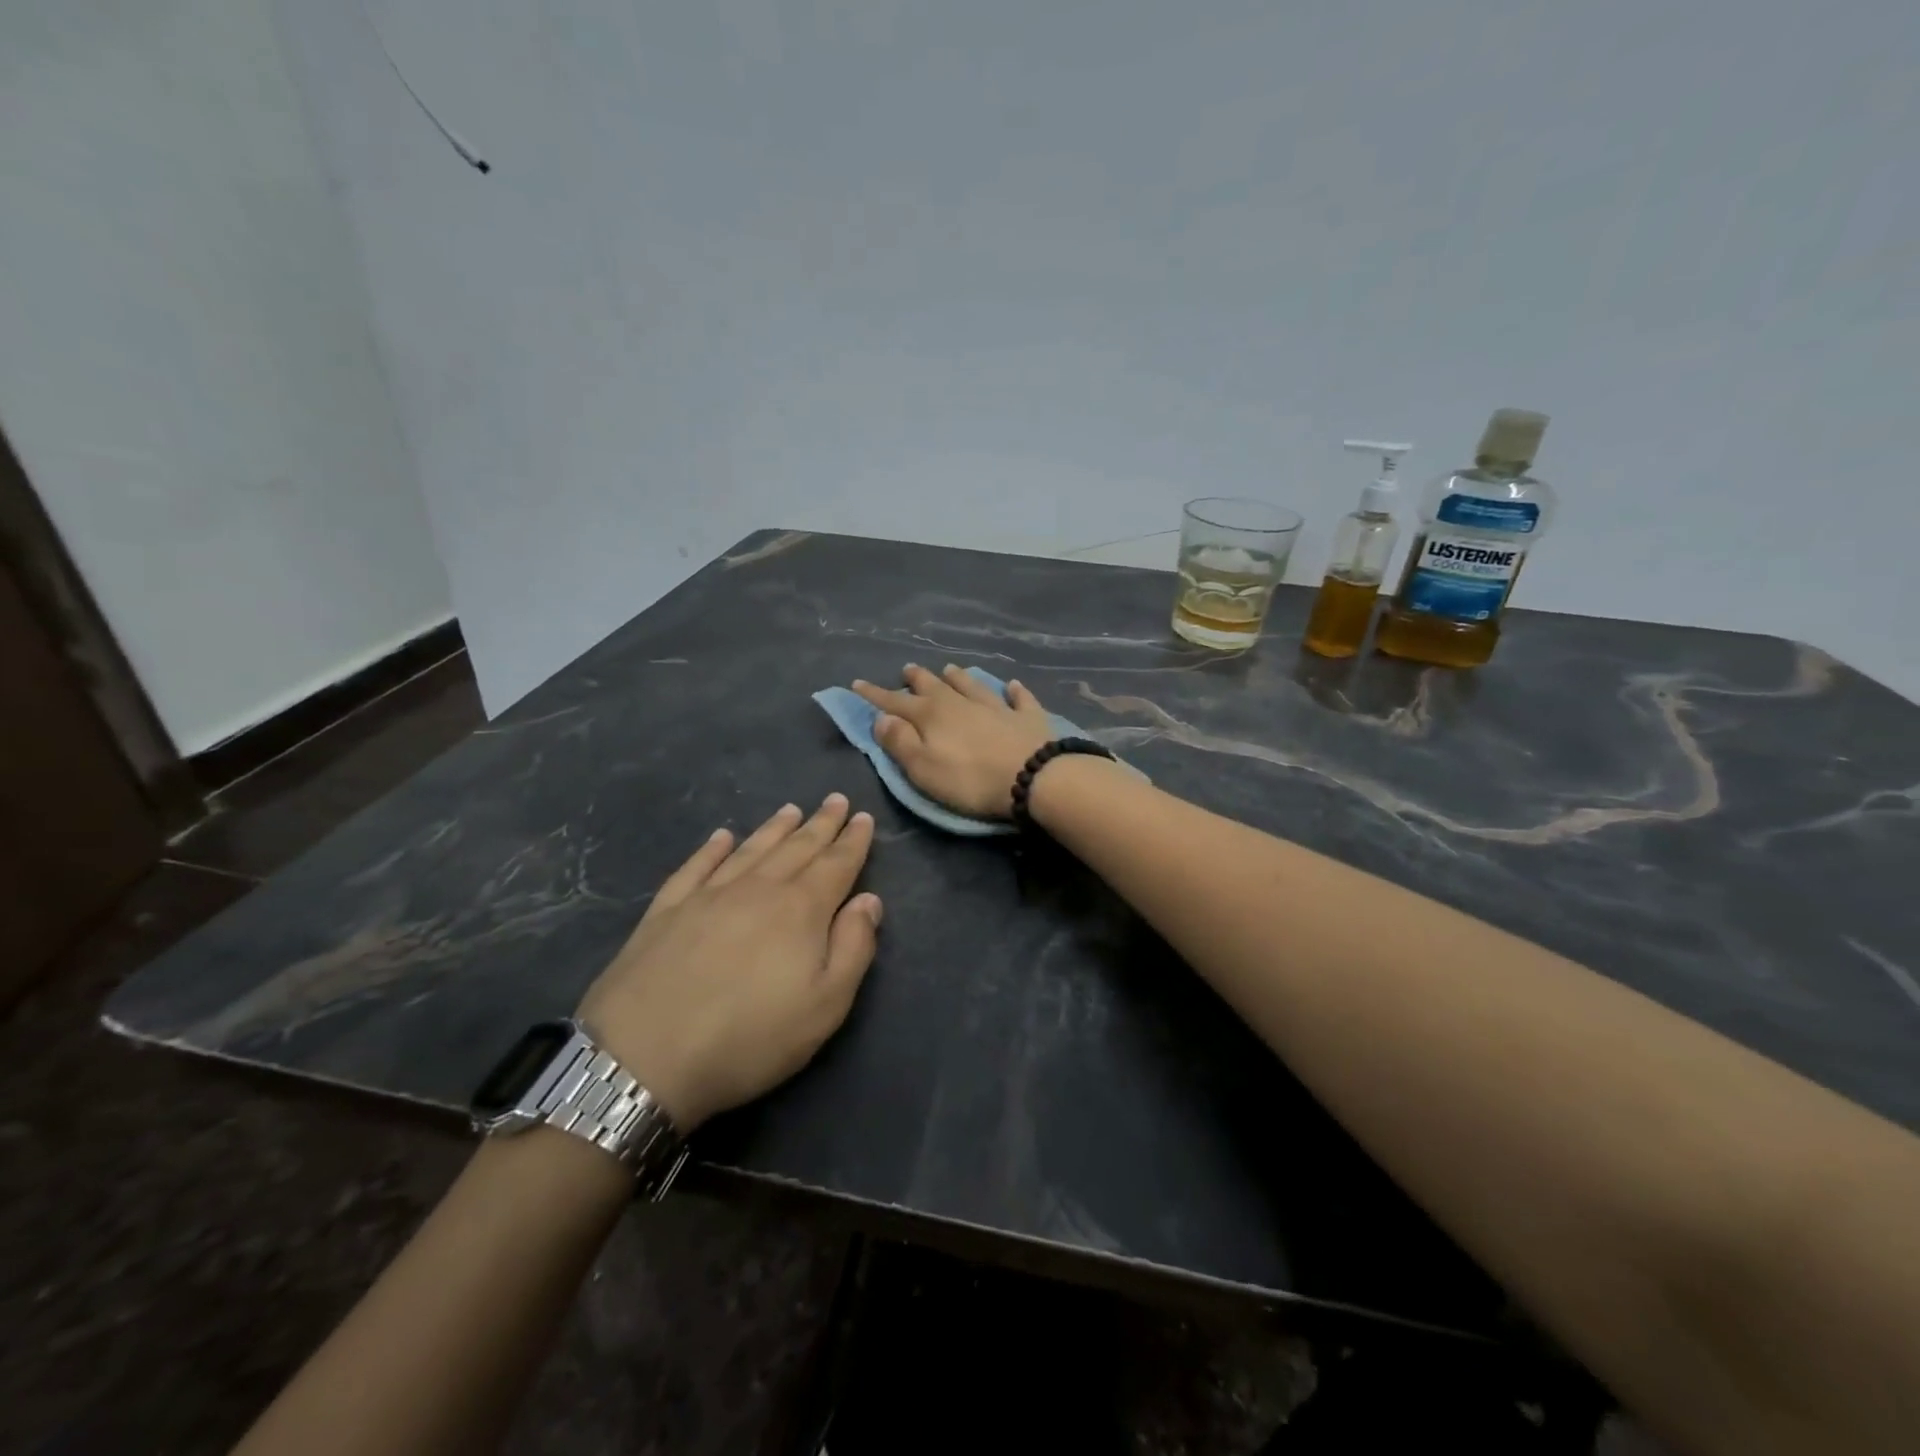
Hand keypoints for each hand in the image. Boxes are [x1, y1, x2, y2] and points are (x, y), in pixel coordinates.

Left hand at [576, 795, 881, 1130]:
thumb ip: (854, 948)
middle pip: (797, 847)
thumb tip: (869, 900)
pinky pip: (696, 866)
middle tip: (835, 799)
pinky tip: (721, 836)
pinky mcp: (667, 910)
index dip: (853, 840)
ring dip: (774, 827)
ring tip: (791, 809)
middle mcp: (758, 889)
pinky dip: (712, 848)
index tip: (863, 817)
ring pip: (751, 849)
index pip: (836, 864)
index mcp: (801, 909)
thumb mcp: (825, 1006)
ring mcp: (708, 895)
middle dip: (820, 823)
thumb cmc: (749, 1038)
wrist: (643, 1057)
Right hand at [851, 664, 1054, 817]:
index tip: (857, 684)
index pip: (895, 702)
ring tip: (949, 668)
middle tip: (907, 669)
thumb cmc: (970, 780)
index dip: (875, 695)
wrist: (1033, 776)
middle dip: (917, 679)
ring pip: (971, 685)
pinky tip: (1012, 685)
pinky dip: (1013, 691)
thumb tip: (881, 718)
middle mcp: (961, 703)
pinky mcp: (1026, 717)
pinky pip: (1018, 698)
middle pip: (934, 686)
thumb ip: (900, 743)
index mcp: (931, 716)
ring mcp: (996, 706)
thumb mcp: (923, 769)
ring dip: (958, 677)